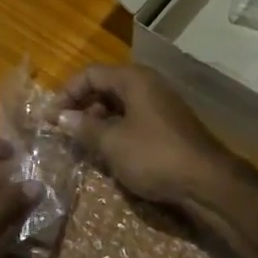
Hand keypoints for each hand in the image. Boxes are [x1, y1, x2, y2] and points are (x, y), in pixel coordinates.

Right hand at [56, 64, 237, 207]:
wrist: (208, 182)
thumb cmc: (155, 156)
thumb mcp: (112, 143)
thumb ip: (83, 128)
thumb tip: (59, 117)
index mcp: (133, 79)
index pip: (90, 74)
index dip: (66, 93)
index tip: (49, 118)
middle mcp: (147, 85)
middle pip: (104, 87)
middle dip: (80, 107)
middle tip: (62, 130)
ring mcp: (160, 106)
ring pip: (118, 106)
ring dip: (97, 121)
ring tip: (80, 144)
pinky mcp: (167, 127)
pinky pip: (133, 120)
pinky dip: (115, 131)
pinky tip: (106, 152)